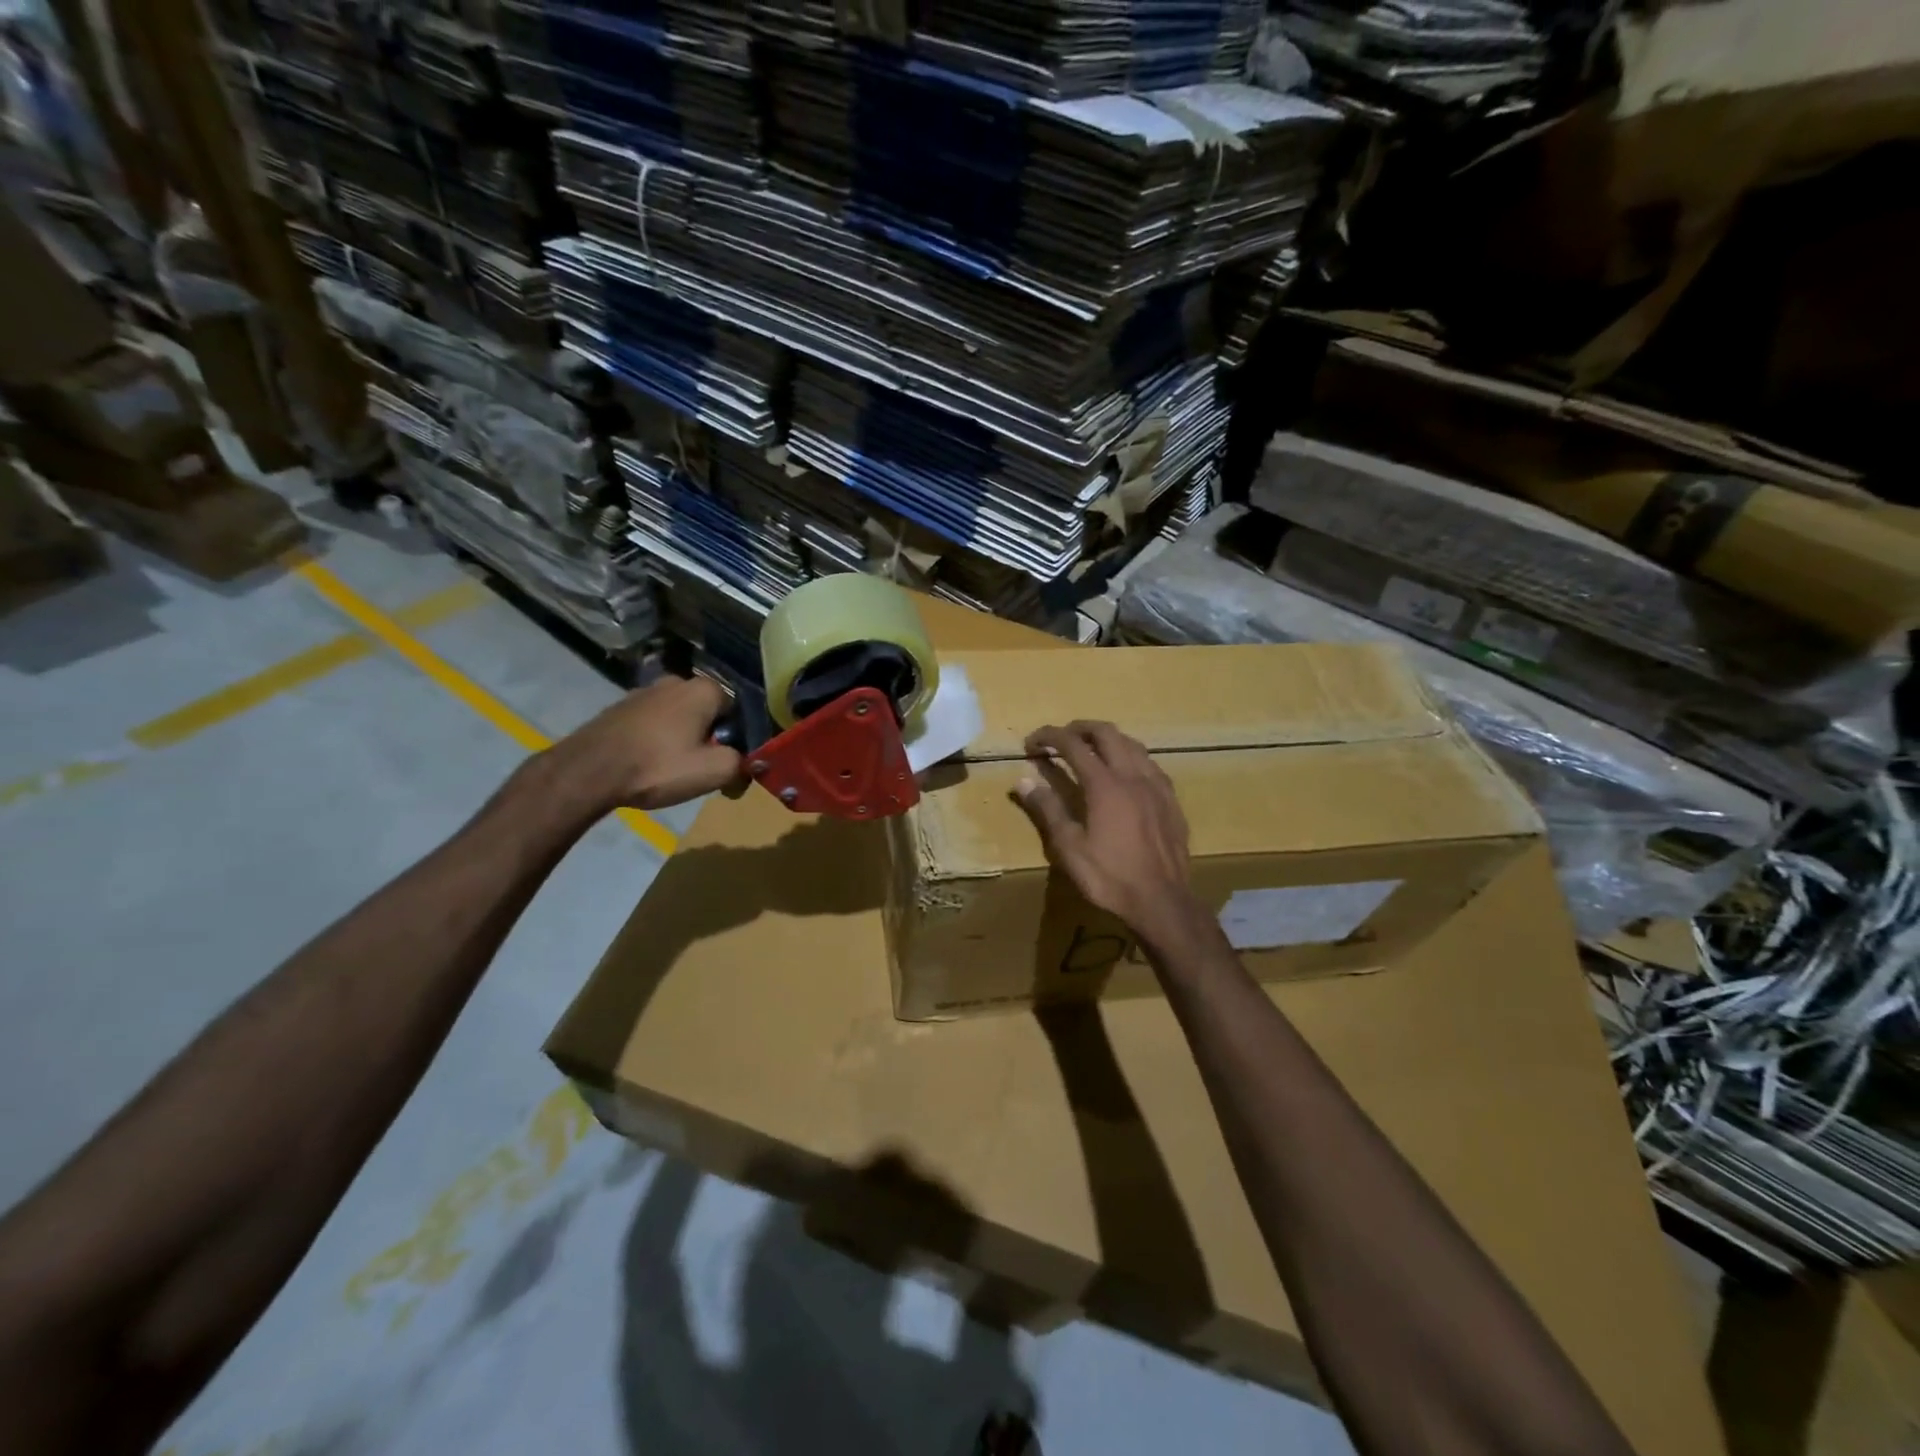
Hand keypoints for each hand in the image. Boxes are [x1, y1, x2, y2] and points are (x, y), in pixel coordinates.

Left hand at [552, 674, 743, 812]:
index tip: (727, 764)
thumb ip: (741, 764)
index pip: (737, 711)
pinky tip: (648, 764)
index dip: (737, 740)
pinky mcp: (619, 708)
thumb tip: (746, 766)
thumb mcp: (713, 771)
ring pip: (678, 718)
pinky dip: (655, 740)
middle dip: (708, 738)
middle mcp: (675, 681)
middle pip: (706, 713)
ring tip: (671, 770)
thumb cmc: (658, 766)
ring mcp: (643, 692)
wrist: (587, 771)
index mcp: (703, 689)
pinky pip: (652, 724)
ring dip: (681, 739)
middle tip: (700, 769)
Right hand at [1013, 721, 1197, 941]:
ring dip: (1108, 739)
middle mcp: (1133, 776)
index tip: (1032, 741)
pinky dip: (1131, 756)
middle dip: (1080, 728)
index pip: (1073, 745)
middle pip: (1107, 733)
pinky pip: (1151, 764)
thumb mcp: (1069, 847)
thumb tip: (1023, 781)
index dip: (1050, 737)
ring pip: (1133, 744)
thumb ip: (1048, 809)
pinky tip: (1127, 773)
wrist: (1162, 902)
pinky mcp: (1172, 801)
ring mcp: (1157, 786)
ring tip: (1092, 749)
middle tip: (1061, 736)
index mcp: (1105, 785)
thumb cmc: (1110, 877)